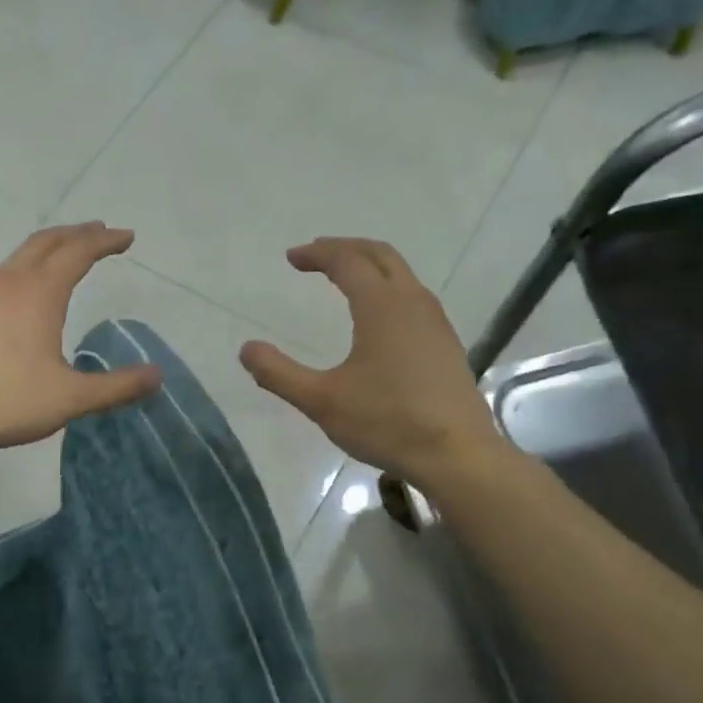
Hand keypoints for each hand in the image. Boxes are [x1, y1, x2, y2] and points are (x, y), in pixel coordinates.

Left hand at [0, 223, 161, 458]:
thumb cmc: (8, 402)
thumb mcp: (71, 399)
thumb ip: (117, 386)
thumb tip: (158, 376)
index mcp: (39, 293)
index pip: (79, 252)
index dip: (106, 241)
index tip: (127, 237)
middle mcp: (9, 282)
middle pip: (47, 241)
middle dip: (78, 233)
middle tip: (102, 232)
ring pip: (21, 254)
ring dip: (50, 246)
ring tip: (68, 253)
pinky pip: (3, 272)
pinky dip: (26, 265)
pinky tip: (26, 290)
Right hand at [240, 238, 500, 483]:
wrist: (456, 454)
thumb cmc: (386, 422)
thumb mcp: (322, 401)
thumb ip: (279, 374)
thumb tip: (246, 350)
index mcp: (381, 306)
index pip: (347, 261)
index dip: (317, 254)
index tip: (292, 258)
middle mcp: (412, 303)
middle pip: (380, 255)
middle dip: (346, 248)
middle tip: (317, 254)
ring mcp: (435, 322)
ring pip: (402, 275)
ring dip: (371, 266)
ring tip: (345, 278)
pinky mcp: (446, 344)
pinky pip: (414, 298)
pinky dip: (389, 289)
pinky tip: (378, 318)